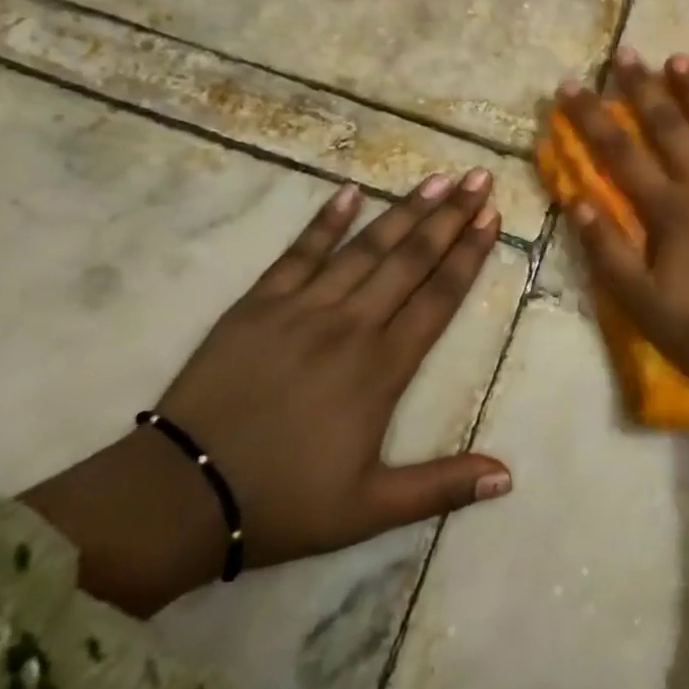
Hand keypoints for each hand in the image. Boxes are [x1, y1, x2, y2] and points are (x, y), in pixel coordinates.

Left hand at [24, 171, 510, 615]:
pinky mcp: (259, 304)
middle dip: (450, 216)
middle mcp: (352, 325)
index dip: (469, 254)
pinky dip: (325, 221)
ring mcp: (303, 308)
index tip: (492, 217)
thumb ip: (442, 485)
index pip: (439, 297)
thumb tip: (509, 477)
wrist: (178, 496)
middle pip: (411, 260)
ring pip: (366, 248)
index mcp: (383, 367)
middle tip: (479, 179)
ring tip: (437, 179)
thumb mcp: (370, 509)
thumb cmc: (283, 502)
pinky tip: (350, 191)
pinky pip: (299, 253)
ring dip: (405, 210)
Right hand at [559, 51, 688, 388]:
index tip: (570, 84)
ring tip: (682, 58)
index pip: (620, 154)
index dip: (592, 118)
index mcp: (669, 211)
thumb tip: (577, 200)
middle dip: (644, 89)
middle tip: (628, 52)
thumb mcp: (643, 305)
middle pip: (669, 128)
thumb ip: (608, 252)